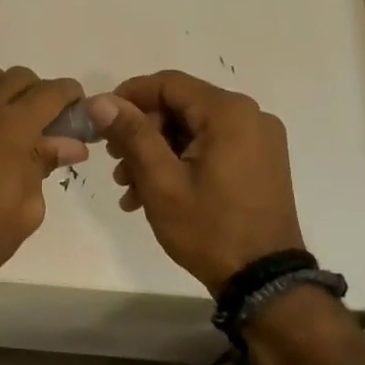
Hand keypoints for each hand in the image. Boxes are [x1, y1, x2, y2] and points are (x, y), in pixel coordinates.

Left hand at [0, 58, 88, 314]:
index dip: (70, 95)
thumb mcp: (26, 209)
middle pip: (16, 77)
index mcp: (11, 128)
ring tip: (5, 116)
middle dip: (38, 93)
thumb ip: (45, 166)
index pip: (50, 92)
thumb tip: (69, 144)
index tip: (77, 108)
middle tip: (44, 122)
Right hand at [90, 70, 304, 292]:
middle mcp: (250, 116)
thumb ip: (132, 134)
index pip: (168, 83)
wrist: (263, 280)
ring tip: (129, 188)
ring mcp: (259, 140)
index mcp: (229, 112)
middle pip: (180, 106)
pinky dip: (181, 162)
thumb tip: (101, 101)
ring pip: (192, 129)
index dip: (129, 96)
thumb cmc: (209, 228)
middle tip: (115, 164)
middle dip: (142, 132)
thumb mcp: (161, 181)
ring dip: (156, 152)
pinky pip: (211, 147)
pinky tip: (154, 194)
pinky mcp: (260, 162)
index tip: (101, 122)